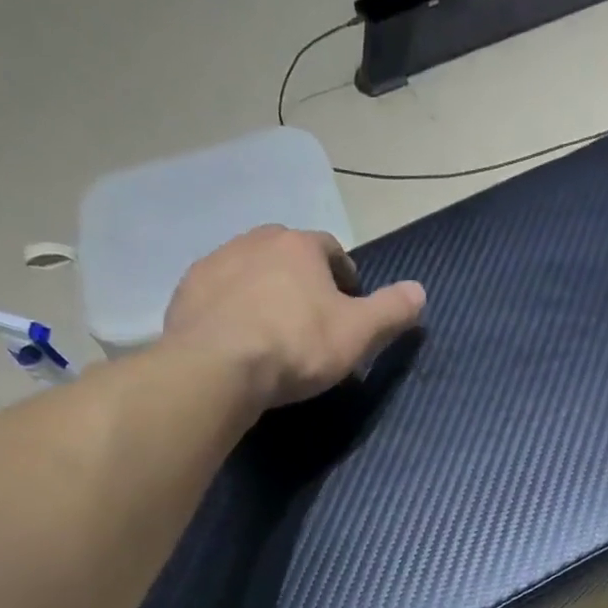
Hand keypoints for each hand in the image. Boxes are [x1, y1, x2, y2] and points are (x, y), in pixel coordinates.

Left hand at [161, 225, 426, 409]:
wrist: (218, 367)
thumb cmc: (296, 346)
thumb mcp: (358, 334)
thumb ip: (391, 311)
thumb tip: (420, 291)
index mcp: (300, 246)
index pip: (331, 250)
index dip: (344, 277)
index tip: (348, 307)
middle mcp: (255, 241)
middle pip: (288, 255)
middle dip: (303, 281)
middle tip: (311, 321)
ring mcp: (216, 263)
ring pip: (251, 272)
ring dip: (265, 292)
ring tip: (273, 333)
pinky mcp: (186, 291)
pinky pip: (219, 295)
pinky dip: (232, 310)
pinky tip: (239, 340)